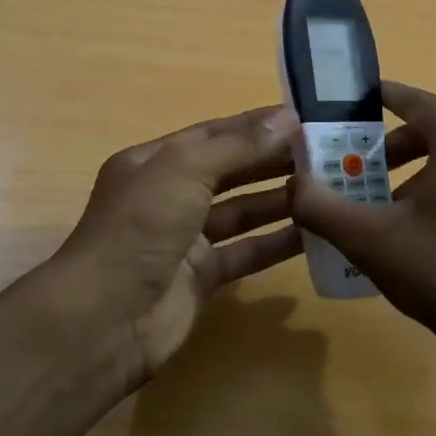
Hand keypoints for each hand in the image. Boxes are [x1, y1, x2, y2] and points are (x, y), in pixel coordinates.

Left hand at [56, 105, 302, 379]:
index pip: (213, 134)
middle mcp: (169, 196)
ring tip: (329, 188)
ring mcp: (185, 239)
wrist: (106, 318)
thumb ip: (238, 146)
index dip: (255, 125)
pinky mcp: (202, 277)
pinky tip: (314, 233)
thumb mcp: (185, 171)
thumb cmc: (140, 227)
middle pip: (230, 171)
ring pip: (241, 212)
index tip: (303, 118)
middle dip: (272, 160)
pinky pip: (246, 252)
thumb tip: (288, 117)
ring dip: (279, 200)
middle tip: (326, 152)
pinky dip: (276, 243)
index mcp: (154, 162)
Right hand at [290, 82, 435, 390]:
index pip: (416, 100)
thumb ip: (323, 208)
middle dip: (397, 145)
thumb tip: (293, 186)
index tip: (354, 103)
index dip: (381, 97)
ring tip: (394, 206)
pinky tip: (435, 227)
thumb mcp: (373, 243)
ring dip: (426, 169)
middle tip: (363, 171)